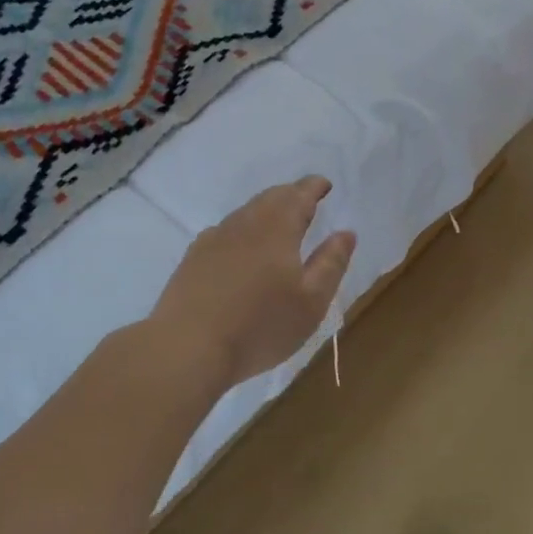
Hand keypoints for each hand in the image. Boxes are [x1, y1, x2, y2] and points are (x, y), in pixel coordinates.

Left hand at [151, 177, 355, 389]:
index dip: (314, 187)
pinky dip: (242, 230)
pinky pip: (225, 232)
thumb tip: (345, 233)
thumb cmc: (260, 326)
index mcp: (277, 227)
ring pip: (245, 213)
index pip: (299, 195)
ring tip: (278, 223)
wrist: (187, 348)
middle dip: (290, 195)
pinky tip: (240, 248)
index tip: (324, 185)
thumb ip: (331, 263)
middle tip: (305, 201)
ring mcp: (213, 239)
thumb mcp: (311, 301)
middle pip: (270, 198)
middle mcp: (244, 224)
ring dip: (265, 211)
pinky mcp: (193, 259)